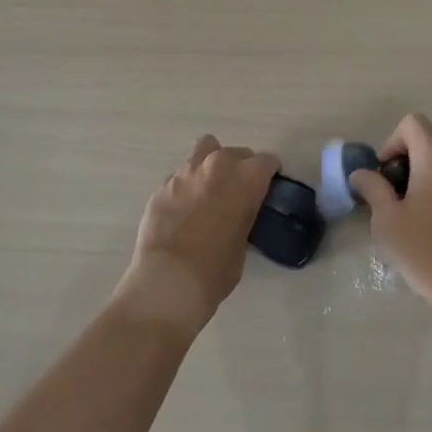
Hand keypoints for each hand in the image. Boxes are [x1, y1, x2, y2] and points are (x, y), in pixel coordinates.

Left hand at [118, 135, 279, 336]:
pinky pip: (180, 175)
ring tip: (209, 189)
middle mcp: (217, 165)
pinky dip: (187, 185)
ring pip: (204, 151)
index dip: (269, 173)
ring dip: (211, 165)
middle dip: (241, 167)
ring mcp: (185, 172)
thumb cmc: (215, 270)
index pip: (266, 162)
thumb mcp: (243, 243)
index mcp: (245, 178)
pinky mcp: (162, 186)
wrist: (168, 281)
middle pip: (236, 152)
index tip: (268, 185)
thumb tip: (237, 215)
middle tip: (239, 190)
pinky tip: (184, 208)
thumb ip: (243, 217)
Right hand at [351, 114, 431, 326]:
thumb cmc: (428, 253)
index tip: (385, 176)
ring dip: (425, 176)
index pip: (412, 123)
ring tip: (413, 213)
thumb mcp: (388, 222)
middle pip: (428, 141)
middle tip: (393, 197)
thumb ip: (373, 189)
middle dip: (406, 161)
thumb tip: (362, 174)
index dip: (392, 143)